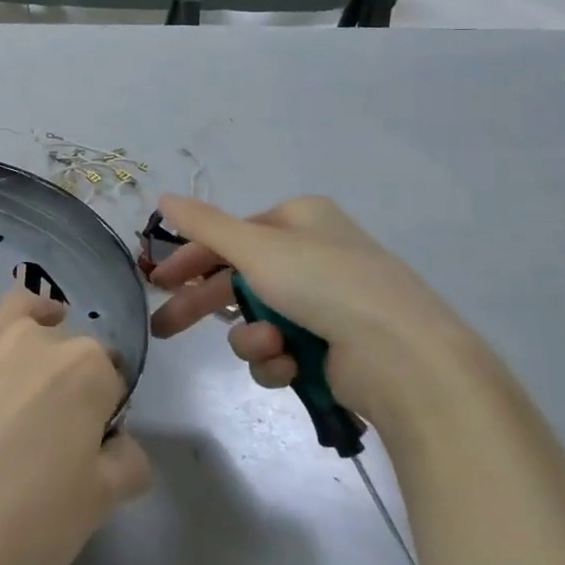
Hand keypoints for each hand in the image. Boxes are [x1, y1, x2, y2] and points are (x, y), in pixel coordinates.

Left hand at [0, 283, 150, 564]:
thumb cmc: (27, 524)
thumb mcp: (99, 505)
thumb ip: (125, 464)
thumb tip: (121, 445)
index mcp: (85, 370)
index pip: (111, 375)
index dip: (106, 406)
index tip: (94, 441)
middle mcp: (35, 340)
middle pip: (65, 341)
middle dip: (69, 371)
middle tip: (56, 424)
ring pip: (15, 307)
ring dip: (30, 318)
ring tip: (32, 345)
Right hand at [146, 194, 486, 427]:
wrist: (406, 359)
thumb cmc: (326, 285)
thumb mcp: (255, 247)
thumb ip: (203, 225)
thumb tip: (162, 198)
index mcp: (299, 221)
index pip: (229, 236)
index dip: (190, 258)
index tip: (158, 281)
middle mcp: (311, 257)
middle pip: (236, 279)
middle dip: (202, 305)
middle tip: (164, 327)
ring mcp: (325, 305)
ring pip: (255, 320)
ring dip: (251, 338)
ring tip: (270, 348)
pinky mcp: (332, 348)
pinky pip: (281, 352)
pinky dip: (277, 361)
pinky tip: (289, 367)